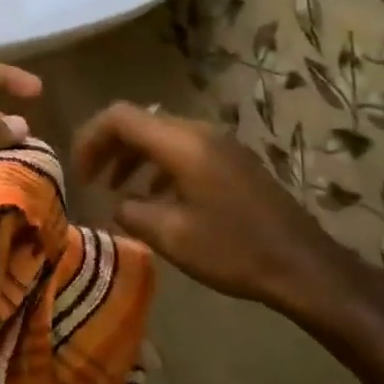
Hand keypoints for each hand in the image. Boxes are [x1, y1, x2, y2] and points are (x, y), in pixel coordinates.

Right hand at [73, 102, 365, 319]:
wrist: (304, 266)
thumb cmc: (233, 249)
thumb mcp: (170, 235)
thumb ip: (131, 212)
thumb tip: (117, 203)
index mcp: (181, 143)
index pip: (119, 117)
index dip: (90, 139)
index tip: (78, 172)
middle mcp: (199, 131)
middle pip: (139, 122)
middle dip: (108, 147)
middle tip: (89, 179)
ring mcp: (219, 143)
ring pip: (160, 135)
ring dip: (132, 156)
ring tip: (115, 189)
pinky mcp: (232, 160)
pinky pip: (182, 149)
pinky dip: (157, 164)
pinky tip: (155, 197)